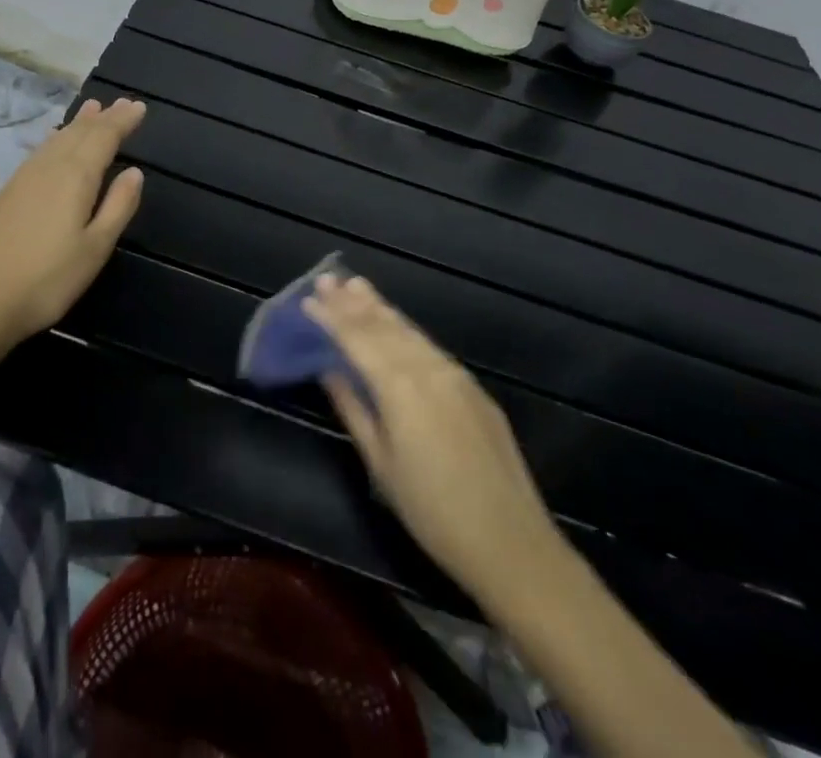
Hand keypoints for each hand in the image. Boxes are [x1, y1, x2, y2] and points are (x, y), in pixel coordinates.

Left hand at [0, 98, 146, 342]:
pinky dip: (55, 139)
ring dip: (77, 123)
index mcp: (75, 178)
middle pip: (79, 133)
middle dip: (103, 117)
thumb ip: (117, 207)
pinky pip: (39, 152)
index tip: (138, 107)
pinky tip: (54, 141)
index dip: (122, 121)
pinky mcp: (5, 193)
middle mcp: (49, 168)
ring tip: (92, 109)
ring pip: (56, 140)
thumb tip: (135, 172)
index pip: (103, 138)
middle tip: (121, 102)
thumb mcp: (94, 249)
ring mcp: (23, 179)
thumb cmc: (46, 280)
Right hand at [307, 273, 561, 604]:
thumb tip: (329, 371)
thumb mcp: (382, 465)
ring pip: (409, 332)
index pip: (357, 340)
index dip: (331, 317)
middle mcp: (427, 369)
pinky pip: (430, 347)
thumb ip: (354, 410)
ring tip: (358, 286)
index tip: (309, 297)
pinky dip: (406, 330)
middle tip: (329, 278)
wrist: (511, 543)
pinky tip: (397, 326)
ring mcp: (455, 375)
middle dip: (353, 302)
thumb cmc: (433, 512)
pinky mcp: (473, 388)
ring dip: (381, 308)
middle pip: (384, 326)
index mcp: (400, 387)